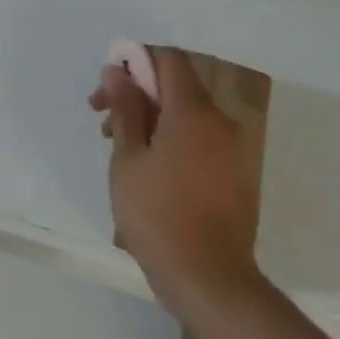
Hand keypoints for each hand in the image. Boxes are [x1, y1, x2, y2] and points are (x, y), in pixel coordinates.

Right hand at [89, 46, 264, 317]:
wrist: (209, 278)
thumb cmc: (157, 214)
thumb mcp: (128, 158)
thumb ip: (125, 109)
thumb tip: (117, 71)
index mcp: (193, 111)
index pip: (168, 60)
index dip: (135, 62)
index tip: (107, 86)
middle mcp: (220, 122)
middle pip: (178, 87)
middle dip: (138, 94)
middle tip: (103, 121)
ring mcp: (233, 149)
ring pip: (188, 115)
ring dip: (153, 119)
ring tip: (121, 150)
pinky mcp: (236, 174)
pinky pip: (201, 139)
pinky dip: (173, 139)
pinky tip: (149, 170)